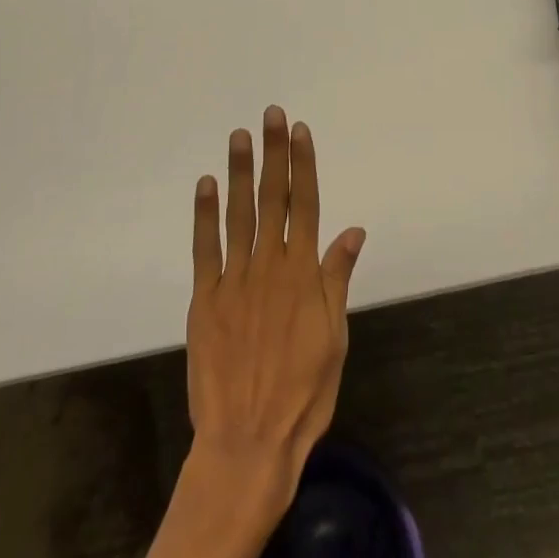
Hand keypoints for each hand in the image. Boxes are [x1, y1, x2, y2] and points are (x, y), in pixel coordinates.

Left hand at [185, 106, 365, 515]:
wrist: (248, 443)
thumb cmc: (302, 393)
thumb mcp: (334, 337)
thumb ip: (337, 278)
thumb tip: (353, 230)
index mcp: (303, 273)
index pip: (306, 204)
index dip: (303, 164)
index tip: (300, 130)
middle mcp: (269, 265)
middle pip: (273, 198)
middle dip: (273, 153)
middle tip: (270, 114)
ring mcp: (234, 280)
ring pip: (238, 214)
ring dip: (240, 172)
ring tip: (239, 136)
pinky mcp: (205, 299)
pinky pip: (205, 248)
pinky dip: (205, 214)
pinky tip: (206, 185)